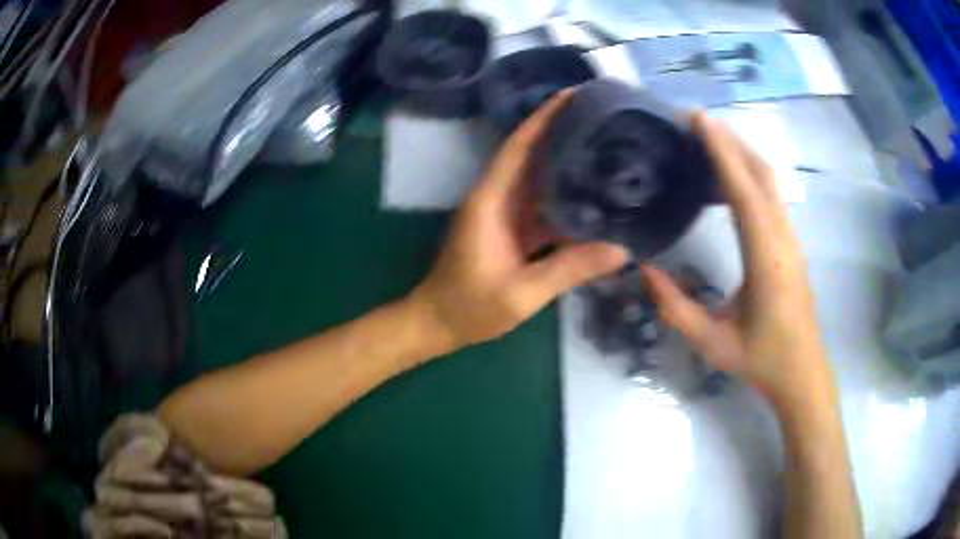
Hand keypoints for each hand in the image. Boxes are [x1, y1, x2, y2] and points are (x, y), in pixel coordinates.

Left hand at [410, 90, 629, 351]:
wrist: (438, 323)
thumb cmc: (470, 307)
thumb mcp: (521, 293)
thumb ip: (568, 269)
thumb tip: (621, 250)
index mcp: (491, 200)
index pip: (519, 147)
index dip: (544, 118)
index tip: (572, 95)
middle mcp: (496, 197)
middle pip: (530, 154)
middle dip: (561, 131)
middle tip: (601, 117)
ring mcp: (503, 213)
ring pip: (537, 177)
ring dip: (564, 160)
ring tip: (604, 147)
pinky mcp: (510, 229)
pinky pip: (541, 204)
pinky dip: (564, 196)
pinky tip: (592, 196)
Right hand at [643, 113, 829, 403]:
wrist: (802, 372)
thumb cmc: (762, 359)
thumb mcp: (714, 342)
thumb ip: (677, 309)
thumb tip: (645, 271)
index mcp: (766, 257)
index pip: (744, 191)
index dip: (722, 151)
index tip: (699, 119)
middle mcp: (783, 237)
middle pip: (762, 173)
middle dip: (731, 141)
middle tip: (696, 122)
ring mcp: (791, 238)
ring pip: (769, 182)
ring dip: (741, 155)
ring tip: (707, 144)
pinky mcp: (791, 243)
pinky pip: (771, 197)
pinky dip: (749, 176)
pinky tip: (727, 184)